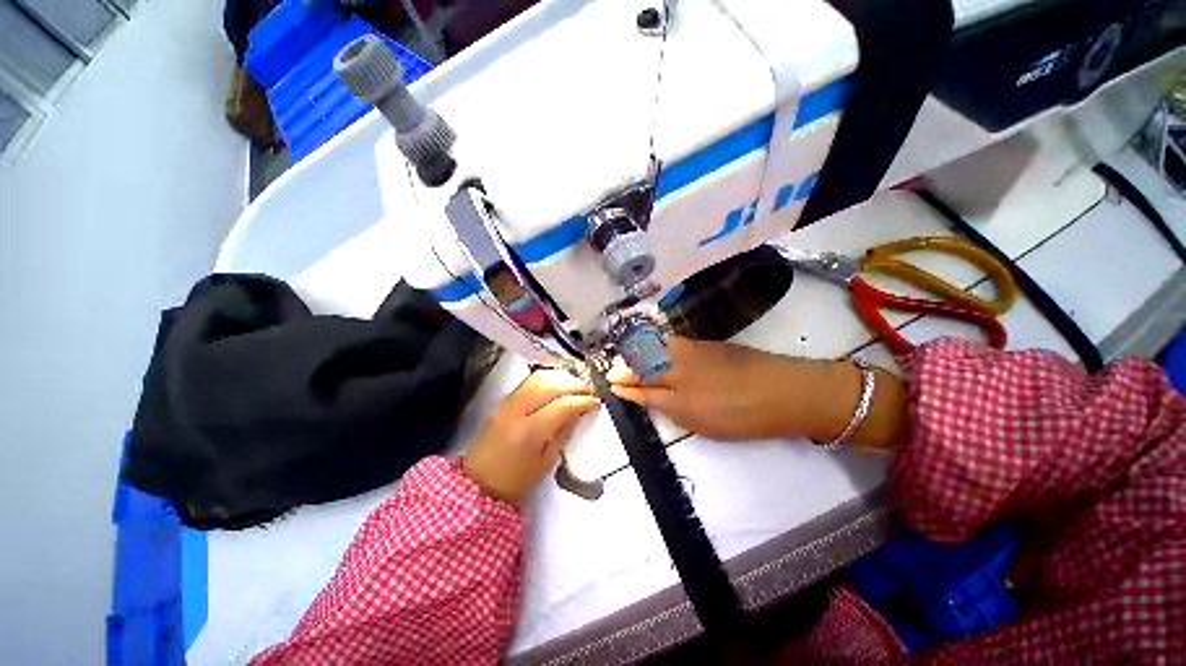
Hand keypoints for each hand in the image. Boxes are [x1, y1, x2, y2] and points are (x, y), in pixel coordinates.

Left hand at [462, 370, 599, 504]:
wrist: (477, 482)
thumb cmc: (515, 480)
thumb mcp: (545, 462)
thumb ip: (563, 433)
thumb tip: (578, 412)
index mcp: (530, 431)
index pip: (562, 405)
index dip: (583, 400)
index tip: (596, 401)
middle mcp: (517, 410)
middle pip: (551, 385)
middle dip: (575, 384)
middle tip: (590, 390)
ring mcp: (508, 402)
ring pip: (540, 378)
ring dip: (562, 378)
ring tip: (576, 386)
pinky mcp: (503, 400)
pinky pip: (530, 381)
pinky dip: (548, 379)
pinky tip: (559, 386)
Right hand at [608, 337, 801, 440]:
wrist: (784, 390)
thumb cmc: (742, 416)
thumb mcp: (701, 423)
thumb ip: (669, 408)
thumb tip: (646, 397)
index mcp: (678, 394)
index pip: (641, 388)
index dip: (625, 387)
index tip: (610, 384)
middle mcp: (678, 367)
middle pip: (643, 364)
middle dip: (625, 368)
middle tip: (614, 372)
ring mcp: (692, 350)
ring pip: (655, 349)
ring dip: (639, 355)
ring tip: (631, 361)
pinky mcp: (705, 343)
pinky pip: (671, 343)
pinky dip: (657, 347)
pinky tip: (656, 351)